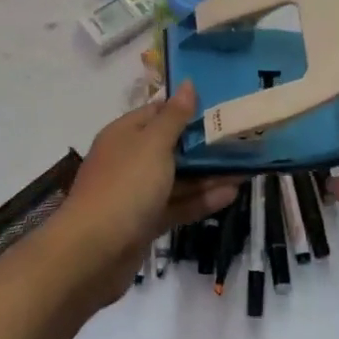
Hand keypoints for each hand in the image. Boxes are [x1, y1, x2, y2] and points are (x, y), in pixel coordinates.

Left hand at [52, 83, 239, 306]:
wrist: (92, 254)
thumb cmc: (125, 187)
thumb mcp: (153, 145)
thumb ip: (174, 117)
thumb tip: (188, 84)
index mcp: (125, 134)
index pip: (159, 111)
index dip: (188, 107)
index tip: (222, 104)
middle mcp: (130, 159)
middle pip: (171, 145)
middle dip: (204, 143)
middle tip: (242, 137)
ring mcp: (137, 193)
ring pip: (178, 177)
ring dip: (209, 173)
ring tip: (246, 167)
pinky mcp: (145, 222)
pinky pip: (178, 204)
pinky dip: (202, 199)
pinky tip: (232, 194)